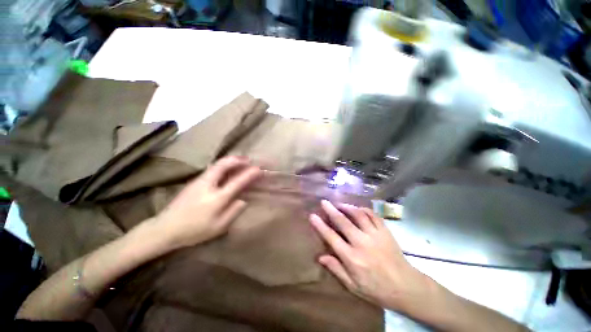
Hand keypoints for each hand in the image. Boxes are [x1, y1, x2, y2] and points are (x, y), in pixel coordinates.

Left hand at [154, 156, 260, 248]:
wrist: (164, 229)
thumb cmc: (194, 231)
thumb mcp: (218, 227)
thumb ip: (233, 212)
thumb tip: (243, 200)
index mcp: (216, 198)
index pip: (237, 181)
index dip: (250, 174)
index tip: (259, 169)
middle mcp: (208, 185)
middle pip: (224, 165)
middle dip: (238, 160)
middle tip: (248, 159)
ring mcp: (199, 181)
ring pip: (217, 164)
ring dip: (230, 160)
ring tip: (240, 161)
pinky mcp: (194, 181)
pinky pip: (212, 168)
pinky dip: (223, 164)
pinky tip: (227, 168)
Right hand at [310, 200, 428, 310]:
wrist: (406, 287)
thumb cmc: (377, 289)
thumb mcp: (353, 286)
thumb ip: (336, 269)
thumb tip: (320, 257)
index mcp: (352, 258)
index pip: (332, 237)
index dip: (320, 225)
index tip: (312, 216)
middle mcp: (362, 243)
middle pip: (343, 222)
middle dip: (331, 210)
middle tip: (324, 202)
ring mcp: (375, 235)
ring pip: (358, 215)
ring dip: (347, 207)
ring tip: (339, 204)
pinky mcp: (385, 231)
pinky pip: (373, 215)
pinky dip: (363, 209)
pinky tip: (357, 208)